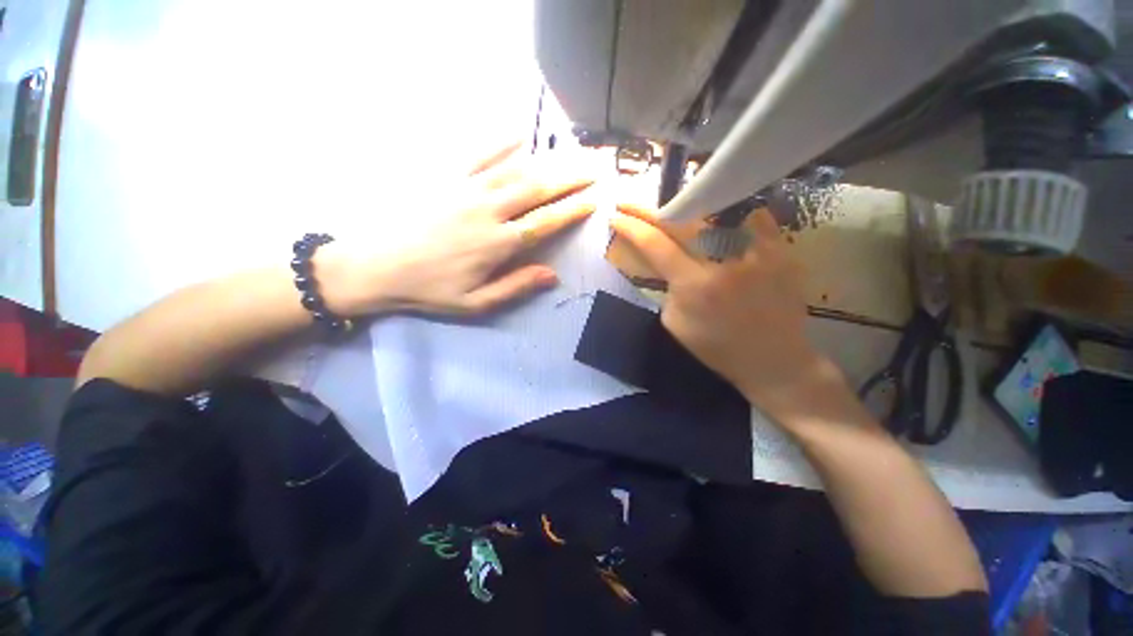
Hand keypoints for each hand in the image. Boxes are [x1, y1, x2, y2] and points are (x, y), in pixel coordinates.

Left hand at [319, 144, 596, 316]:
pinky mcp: (445, 178)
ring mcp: (466, 190)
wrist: (374, 265)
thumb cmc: (428, 289)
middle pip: (537, 189)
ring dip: (546, 159)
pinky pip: (478, 155)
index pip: (545, 222)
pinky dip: (500, 142)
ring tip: (570, 151)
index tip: (594, 200)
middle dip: (570, 178)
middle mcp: (488, 211)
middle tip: (594, 168)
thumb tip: (552, 275)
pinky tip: (519, 133)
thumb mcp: (475, 303)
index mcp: (498, 244)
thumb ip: (515, 287)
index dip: (572, 210)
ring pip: (515, 169)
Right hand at [609, 204, 838, 408]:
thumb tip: (670, 267)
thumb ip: (667, 290)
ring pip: (716, 216)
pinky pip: (756, 221)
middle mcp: (723, 262)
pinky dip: (739, 218)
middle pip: (681, 223)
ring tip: (679, 214)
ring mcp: (756, 253)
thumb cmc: (718, 349)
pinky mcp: (781, 253)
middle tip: (632, 202)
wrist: (773, 361)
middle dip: (651, 211)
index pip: (655, 246)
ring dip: (691, 213)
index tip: (616, 216)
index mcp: (693, 285)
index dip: (632, 227)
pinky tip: (731, 222)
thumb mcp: (675, 325)